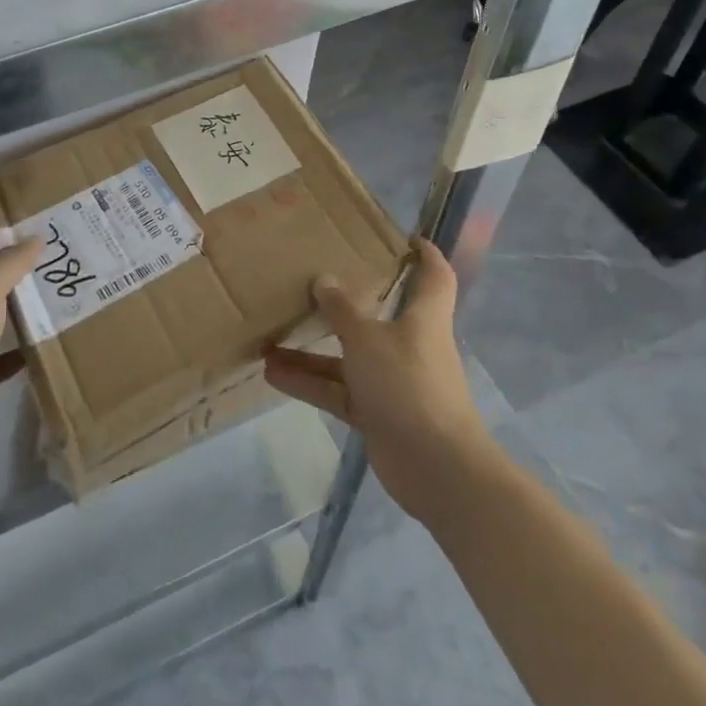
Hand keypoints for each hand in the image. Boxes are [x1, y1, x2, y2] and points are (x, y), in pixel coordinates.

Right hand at [264, 238, 488, 520]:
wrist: (436, 468)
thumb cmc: (408, 385)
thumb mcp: (368, 339)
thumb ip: (343, 309)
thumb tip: (324, 279)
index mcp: (423, 318)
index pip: (435, 276)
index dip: (425, 255)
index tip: (406, 238)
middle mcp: (410, 345)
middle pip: (379, 316)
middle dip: (345, 303)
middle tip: (312, 284)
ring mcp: (393, 382)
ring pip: (348, 358)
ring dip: (312, 351)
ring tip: (269, 338)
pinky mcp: (377, 414)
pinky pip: (338, 391)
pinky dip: (309, 384)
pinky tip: (272, 375)